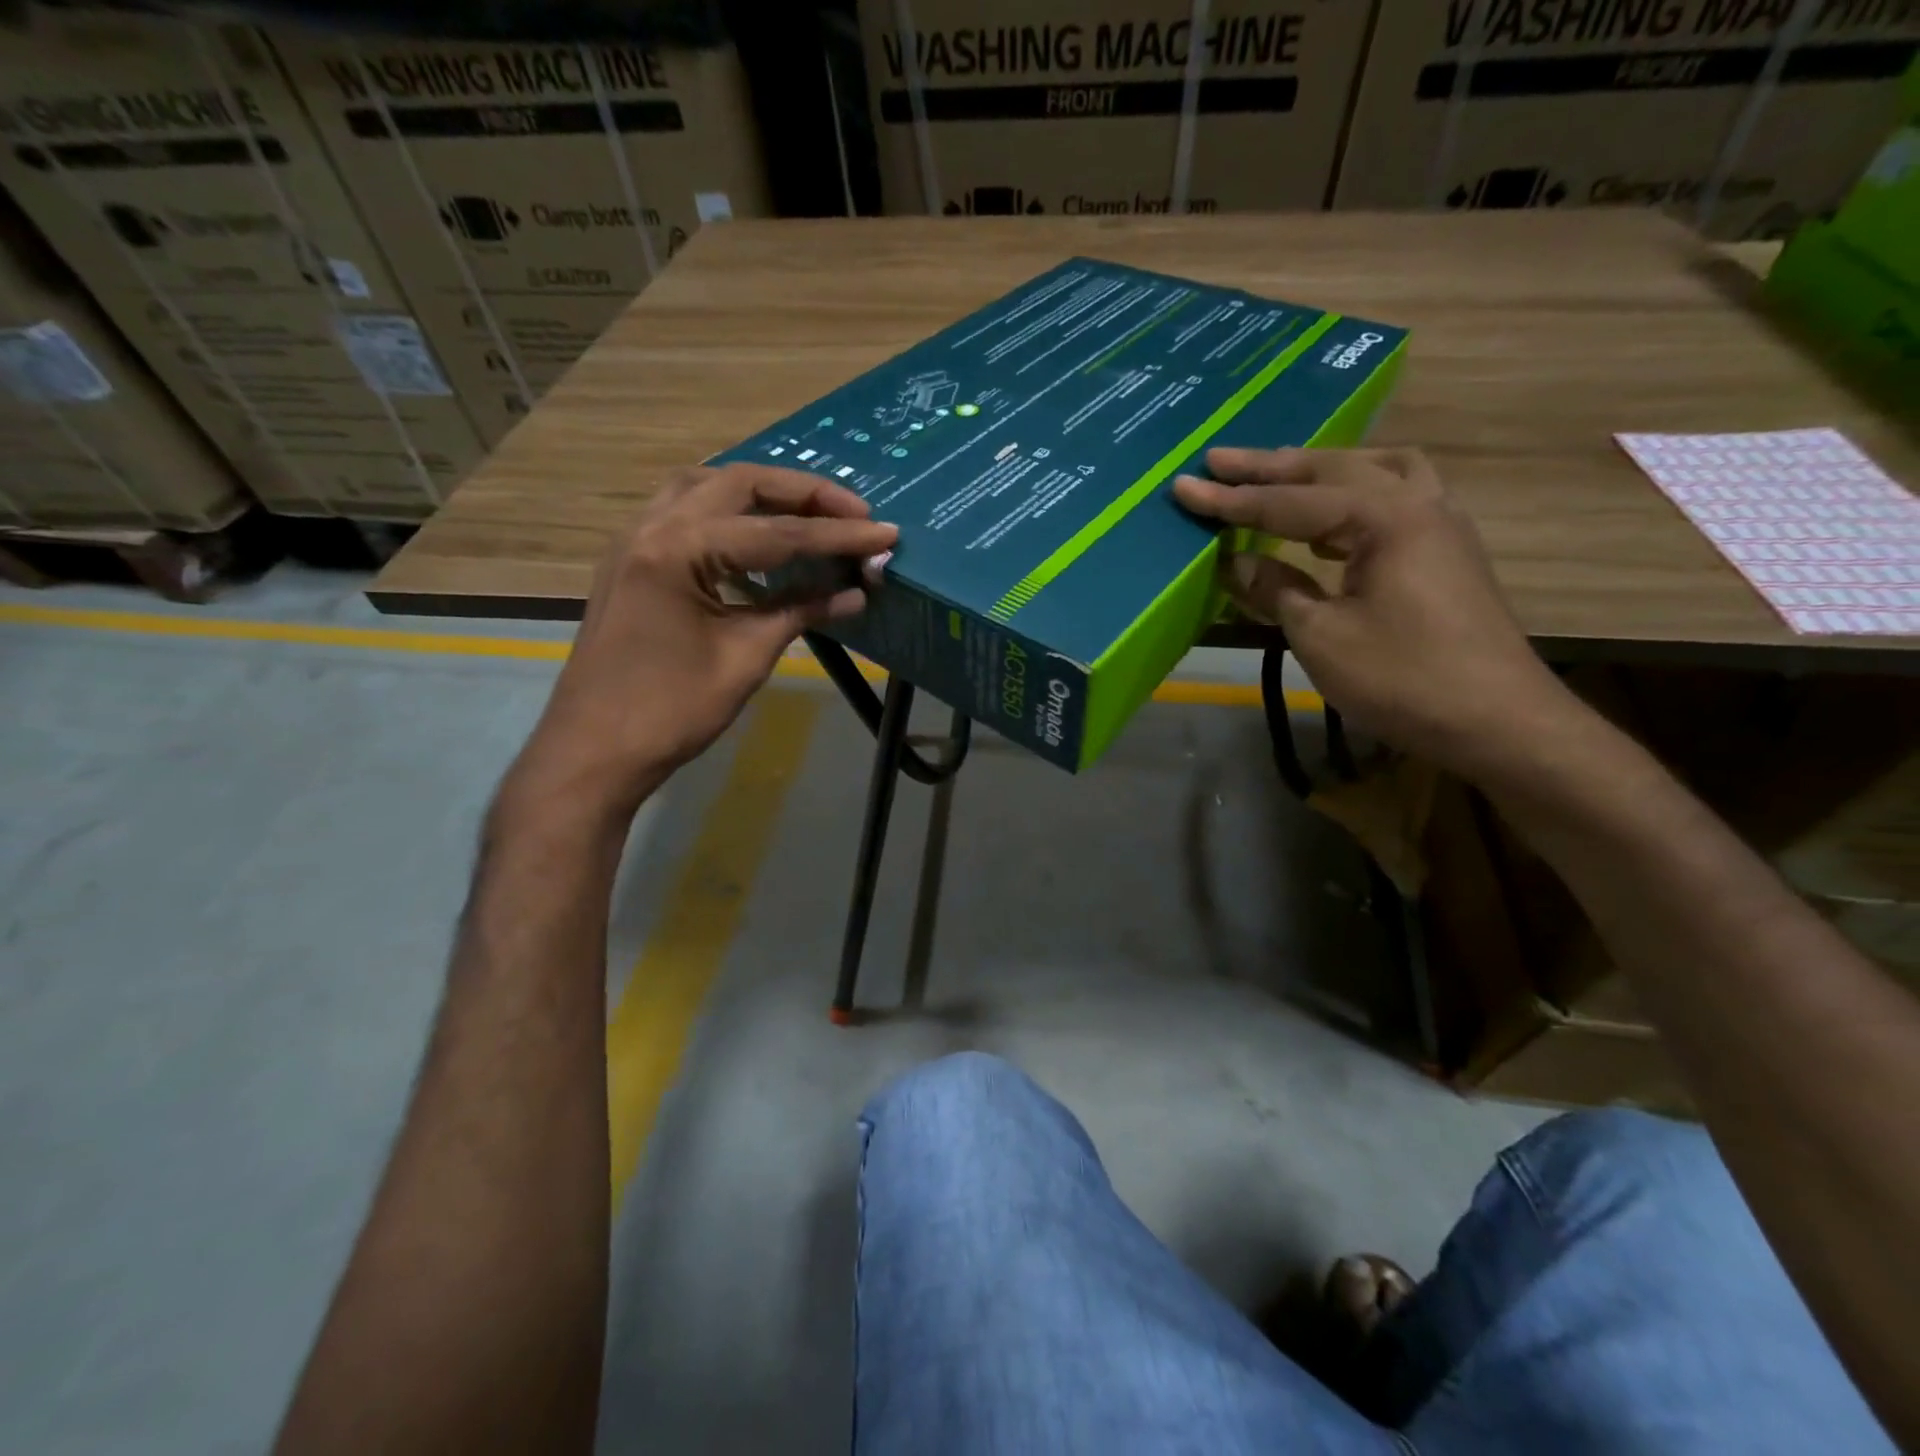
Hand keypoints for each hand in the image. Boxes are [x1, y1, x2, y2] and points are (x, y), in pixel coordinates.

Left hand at [506, 464, 897, 823]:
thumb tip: (856, 592)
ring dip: (761, 494)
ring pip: (705, 488)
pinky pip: (684, 513)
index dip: (838, 535)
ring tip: (809, 515)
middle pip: (738, 484)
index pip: (776, 533)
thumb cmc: (671, 711)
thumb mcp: (745, 658)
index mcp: (677, 550)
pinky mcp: (632, 562)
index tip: (886, 533)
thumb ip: (800, 612)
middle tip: (853, 513)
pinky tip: (757, 540)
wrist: (595, 751)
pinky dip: (728, 514)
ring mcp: (634, 541)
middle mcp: (651, 527)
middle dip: (802, 494)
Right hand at [1174, 447, 1576, 783]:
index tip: (1184, 487)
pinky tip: (1329, 524)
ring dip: (1321, 470)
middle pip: (1334, 469)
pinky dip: (1353, 496)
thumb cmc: (1403, 678)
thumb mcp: (1322, 636)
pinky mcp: (1447, 551)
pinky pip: (1395, 497)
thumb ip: (1277, 590)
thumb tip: (1237, 563)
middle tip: (1219, 461)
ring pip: (1375, 471)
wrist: (1497, 720)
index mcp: (1385, 518)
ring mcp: (1440, 524)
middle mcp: (1418, 503)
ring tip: (1279, 476)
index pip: (1290, 502)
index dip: (1231, 500)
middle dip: (1271, 466)